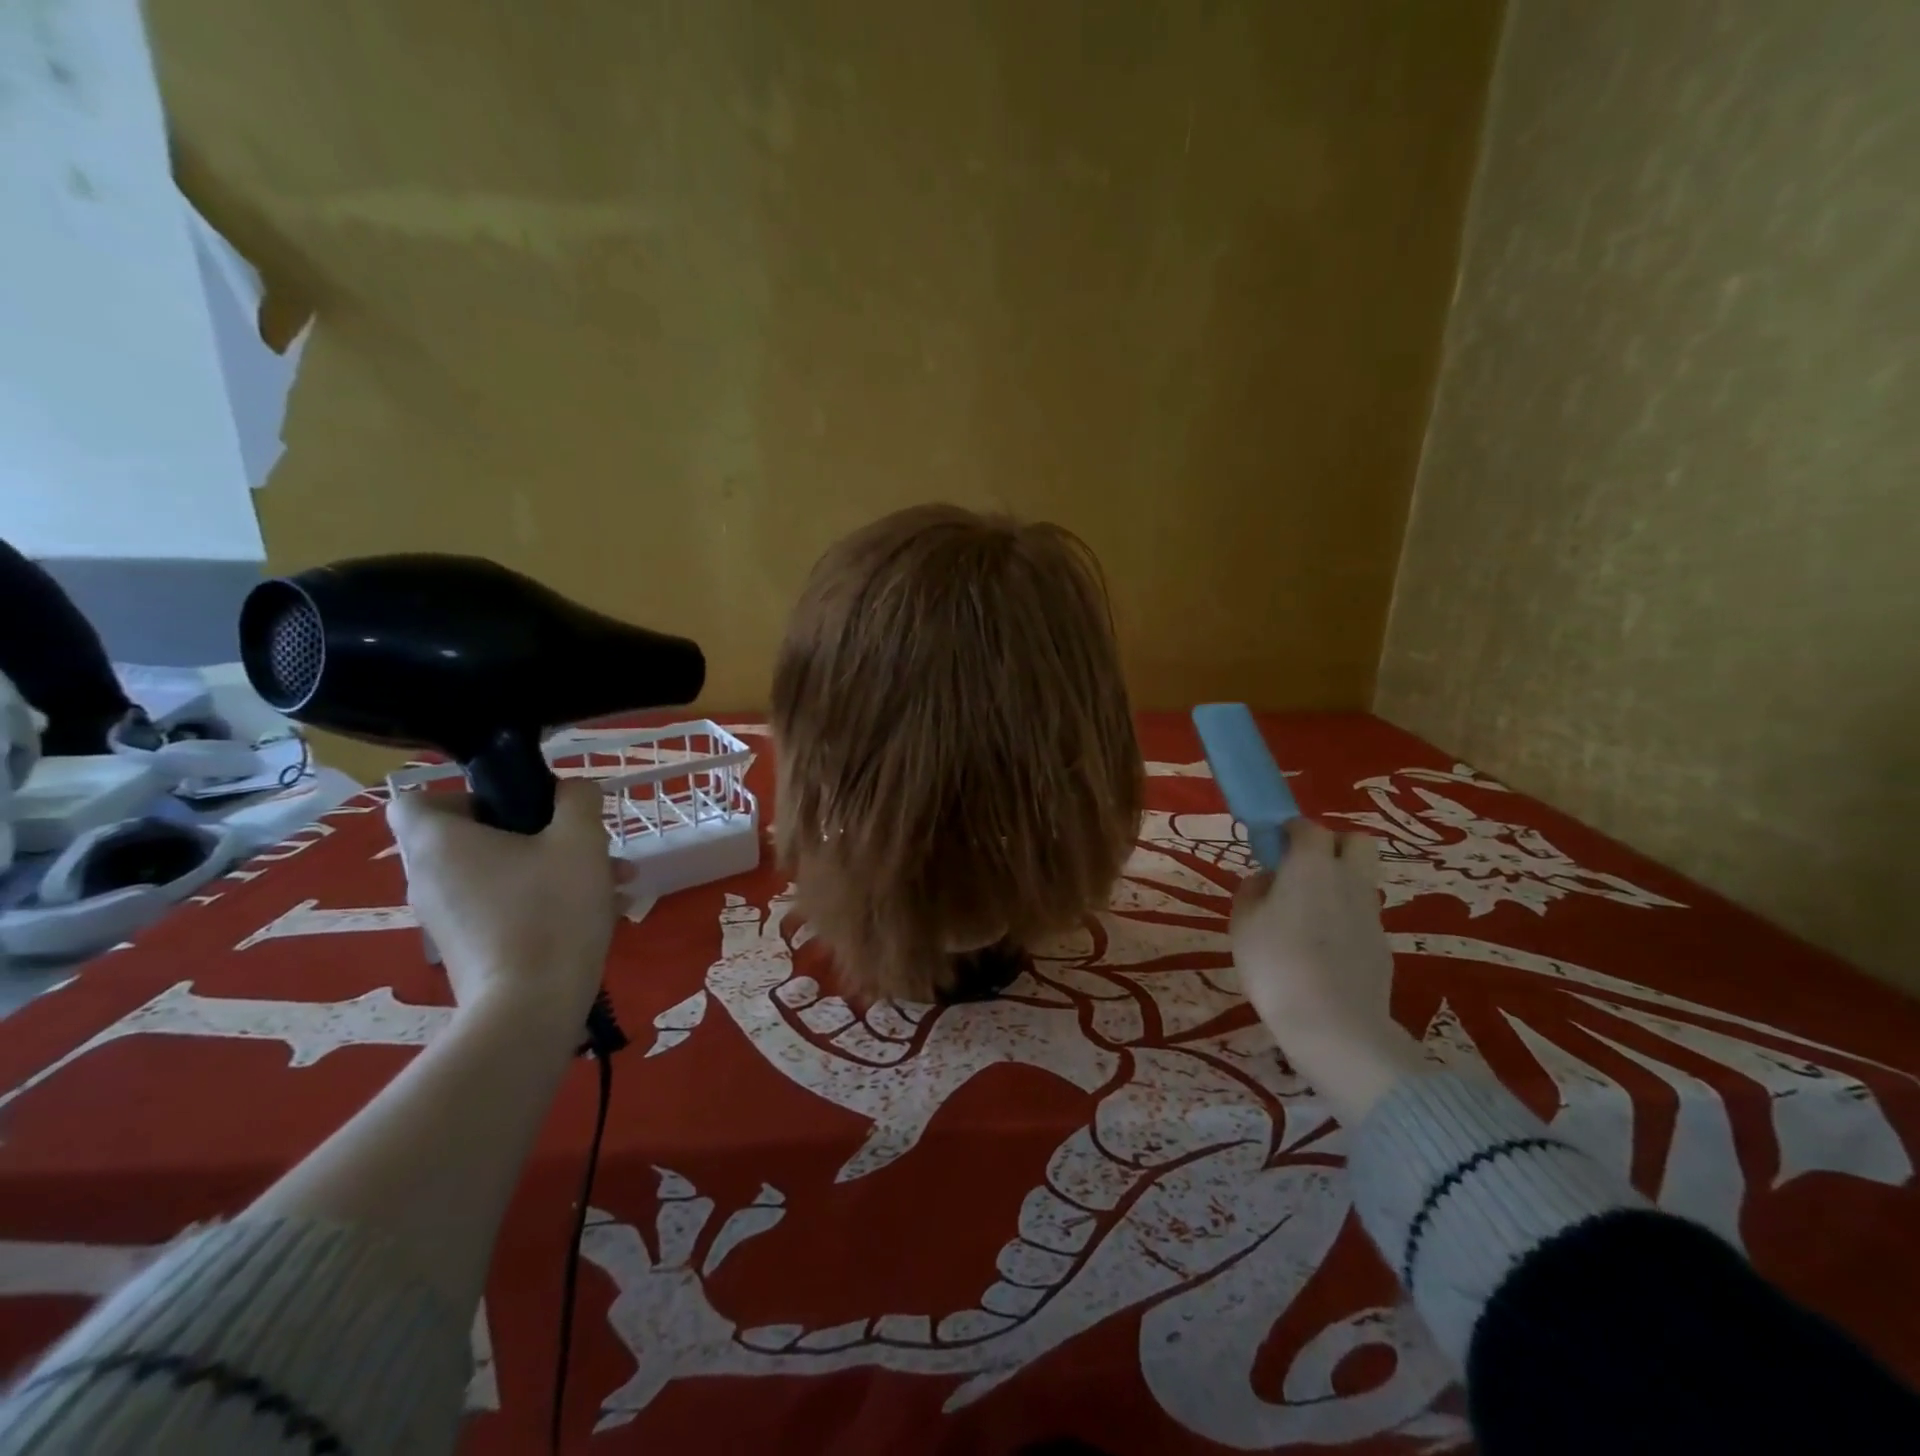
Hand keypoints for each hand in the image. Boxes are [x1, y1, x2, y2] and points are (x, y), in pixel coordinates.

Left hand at [385, 779, 619, 1033]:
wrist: (533, 1006)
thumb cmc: (551, 909)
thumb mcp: (581, 839)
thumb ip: (579, 800)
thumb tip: (572, 790)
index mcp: (439, 842)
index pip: (417, 800)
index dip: (466, 794)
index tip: (518, 805)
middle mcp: (429, 878)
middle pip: (475, 837)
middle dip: (539, 834)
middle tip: (586, 841)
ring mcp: (446, 919)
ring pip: (502, 874)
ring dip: (555, 868)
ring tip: (616, 879)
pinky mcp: (470, 950)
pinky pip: (506, 907)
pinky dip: (545, 901)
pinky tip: (603, 911)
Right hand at [1232, 820, 1424, 1124]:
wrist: (1333, 1024)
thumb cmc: (1275, 962)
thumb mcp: (1243, 921)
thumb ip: (1254, 890)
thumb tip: (1268, 880)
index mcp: (1312, 864)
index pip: (1308, 827)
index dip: (1289, 831)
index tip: (1271, 846)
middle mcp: (1349, 879)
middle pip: (1356, 841)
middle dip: (1331, 845)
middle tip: (1301, 869)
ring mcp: (1372, 913)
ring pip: (1361, 879)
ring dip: (1339, 883)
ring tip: (1307, 914)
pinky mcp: (1382, 945)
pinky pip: (1362, 916)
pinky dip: (1345, 919)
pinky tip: (1322, 949)